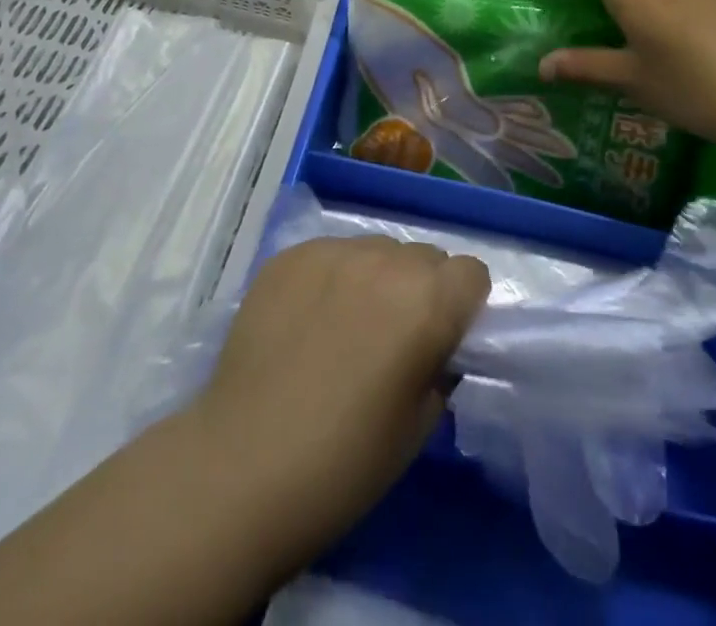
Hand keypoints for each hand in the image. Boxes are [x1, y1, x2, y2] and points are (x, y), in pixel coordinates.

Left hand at [189, 236, 489, 576]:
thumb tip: (437, 346)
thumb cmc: (344, 463)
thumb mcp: (419, 426)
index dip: (462, 304)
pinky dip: (331, 278)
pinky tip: (306, 321)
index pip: (472, 272)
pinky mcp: (291, 255)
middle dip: (420, 289)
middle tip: (392, 337)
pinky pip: (330, 253)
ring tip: (344, 326)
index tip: (442, 337)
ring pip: (377, 248)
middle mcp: (387, 261)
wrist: (242, 466)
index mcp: (429, 302)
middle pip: (424, 256)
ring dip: (376, 278)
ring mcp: (334, 251)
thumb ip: (441, 367)